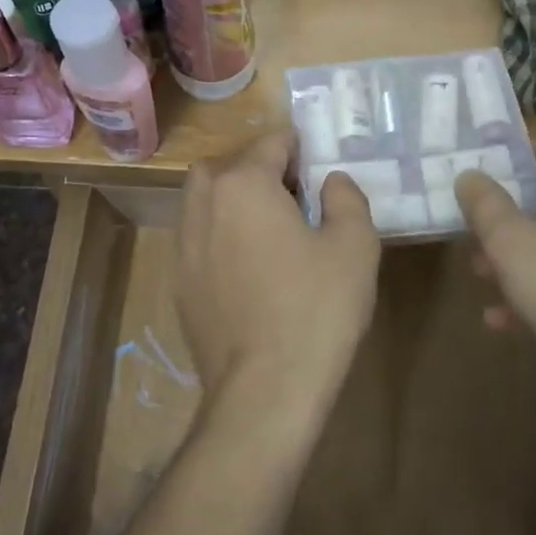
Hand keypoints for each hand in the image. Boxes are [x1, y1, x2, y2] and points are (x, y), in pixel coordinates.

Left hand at [176, 133, 380, 435]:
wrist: (264, 391)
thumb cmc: (316, 310)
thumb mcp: (354, 246)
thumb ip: (346, 198)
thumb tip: (331, 182)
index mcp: (243, 186)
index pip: (270, 143)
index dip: (298, 146)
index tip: (319, 162)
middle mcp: (204, 206)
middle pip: (226, 166)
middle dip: (258, 168)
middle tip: (294, 193)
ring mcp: (184, 247)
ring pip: (205, 201)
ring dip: (234, 200)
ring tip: (272, 228)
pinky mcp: (180, 284)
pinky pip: (200, 239)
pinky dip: (222, 235)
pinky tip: (251, 267)